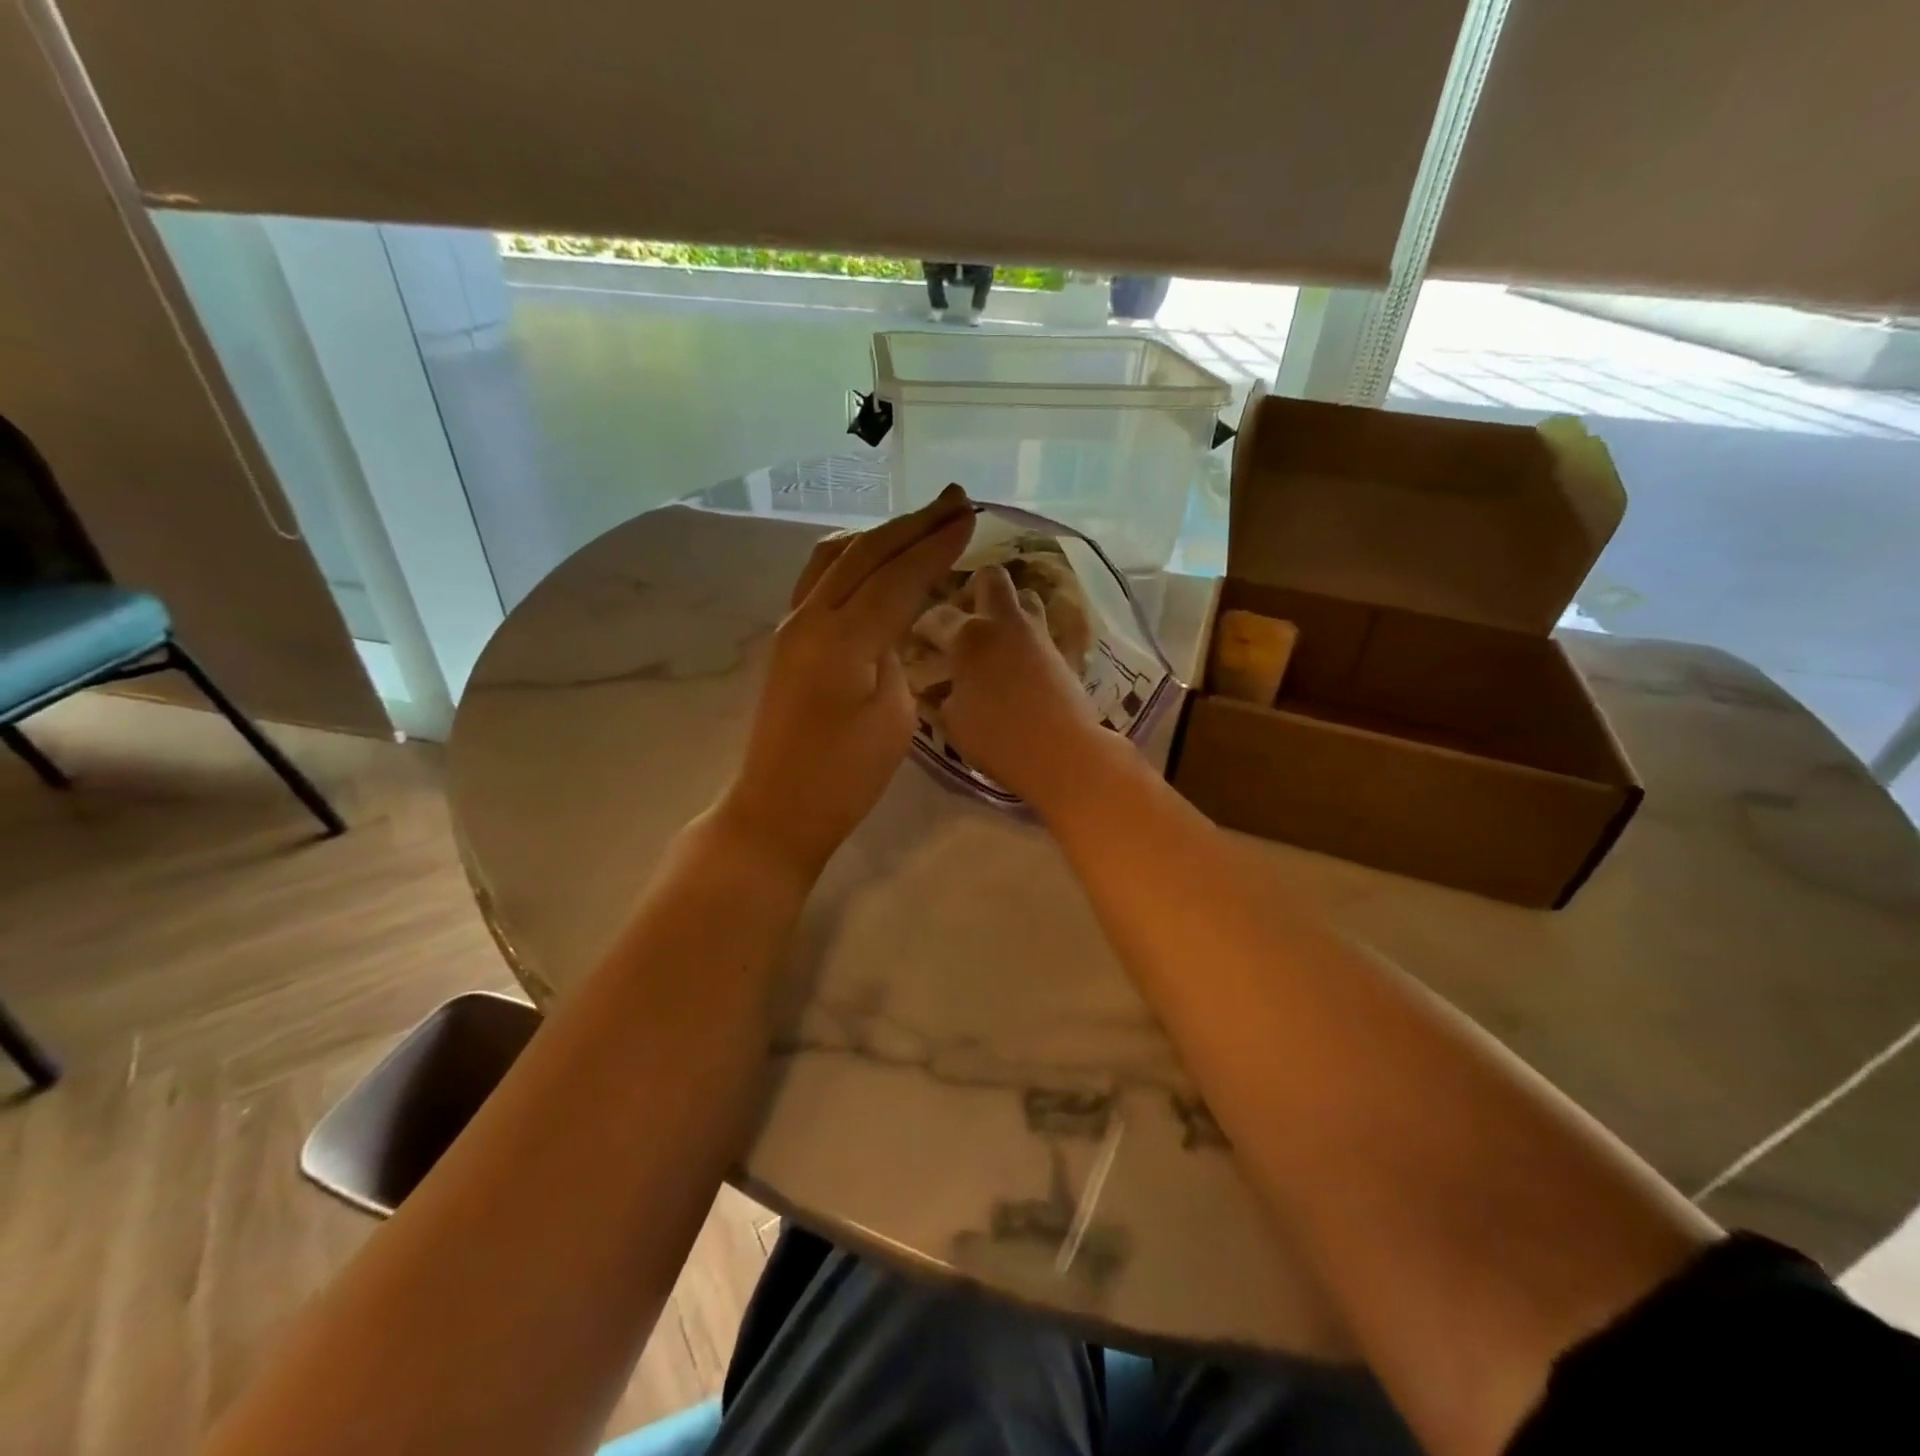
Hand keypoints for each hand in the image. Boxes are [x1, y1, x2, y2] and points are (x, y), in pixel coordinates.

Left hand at [720, 486, 974, 875]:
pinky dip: (854, 559)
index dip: (936, 545)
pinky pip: (820, 579)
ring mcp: (792, 625)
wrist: (778, 808)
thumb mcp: (893, 717)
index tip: (970, 516)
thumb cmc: (845, 777)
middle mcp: (810, 617)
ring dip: (880, 535)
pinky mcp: (788, 640)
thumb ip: (895, 656)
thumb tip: (890, 626)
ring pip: (836, 557)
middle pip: (865, 553)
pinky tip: (873, 560)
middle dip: (912, 524)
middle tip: (954, 499)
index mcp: (842, 638)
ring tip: (918, 524)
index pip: (897, 576)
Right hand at [934, 562, 1106, 815]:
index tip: (916, 642)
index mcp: (968, 636)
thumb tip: (939, 686)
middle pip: (990, 578)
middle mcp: (1003, 623)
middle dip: (972, 590)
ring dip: (1007, 609)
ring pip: (1024, 597)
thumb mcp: (952, 721)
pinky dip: (1026, 637)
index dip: (921, 627)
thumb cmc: (998, 739)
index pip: (935, 616)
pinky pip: (1040, 629)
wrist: (1063, 752)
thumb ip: (941, 695)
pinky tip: (1016, 662)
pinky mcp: (1062, 652)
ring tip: (994, 637)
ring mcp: (1037, 634)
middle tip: (963, 619)